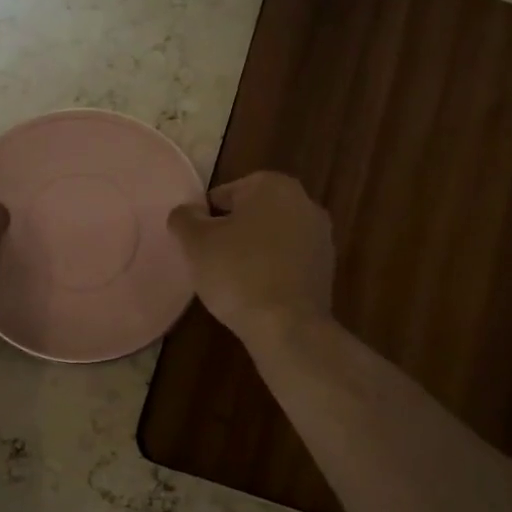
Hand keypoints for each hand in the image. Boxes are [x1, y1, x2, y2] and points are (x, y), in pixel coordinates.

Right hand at [167, 171, 333, 346]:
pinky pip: (288, 261)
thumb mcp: (195, 242)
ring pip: (272, 237)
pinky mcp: (326, 267)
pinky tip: (256, 292)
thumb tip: (187, 212)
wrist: (288, 326)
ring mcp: (320, 235)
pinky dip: (272, 270)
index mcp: (272, 185)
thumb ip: (184, 218)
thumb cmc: (238, 273)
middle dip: (232, 232)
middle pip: (252, 213)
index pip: (225, 194)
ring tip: (232, 280)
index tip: (197, 244)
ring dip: (253, 251)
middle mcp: (304, 201)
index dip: (206, 219)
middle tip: (210, 260)